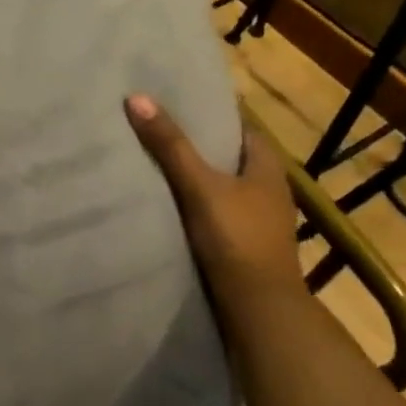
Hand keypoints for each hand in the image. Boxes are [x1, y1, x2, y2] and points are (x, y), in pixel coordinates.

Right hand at [125, 95, 306, 312]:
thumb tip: (137, 97)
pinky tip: (166, 202)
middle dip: (196, 143)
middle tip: (153, 127)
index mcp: (267, 166)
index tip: (174, 102)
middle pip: (227, 155)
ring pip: (221, 185)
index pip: (239, 126)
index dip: (209, 113)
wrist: (258, 307)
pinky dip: (194, 202)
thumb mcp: (199, 186)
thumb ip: (170, 145)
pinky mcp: (243, 242)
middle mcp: (268, 188)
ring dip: (194, 176)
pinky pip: (215, 210)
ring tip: (151, 162)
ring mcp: (257, 218)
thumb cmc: (236, 237)